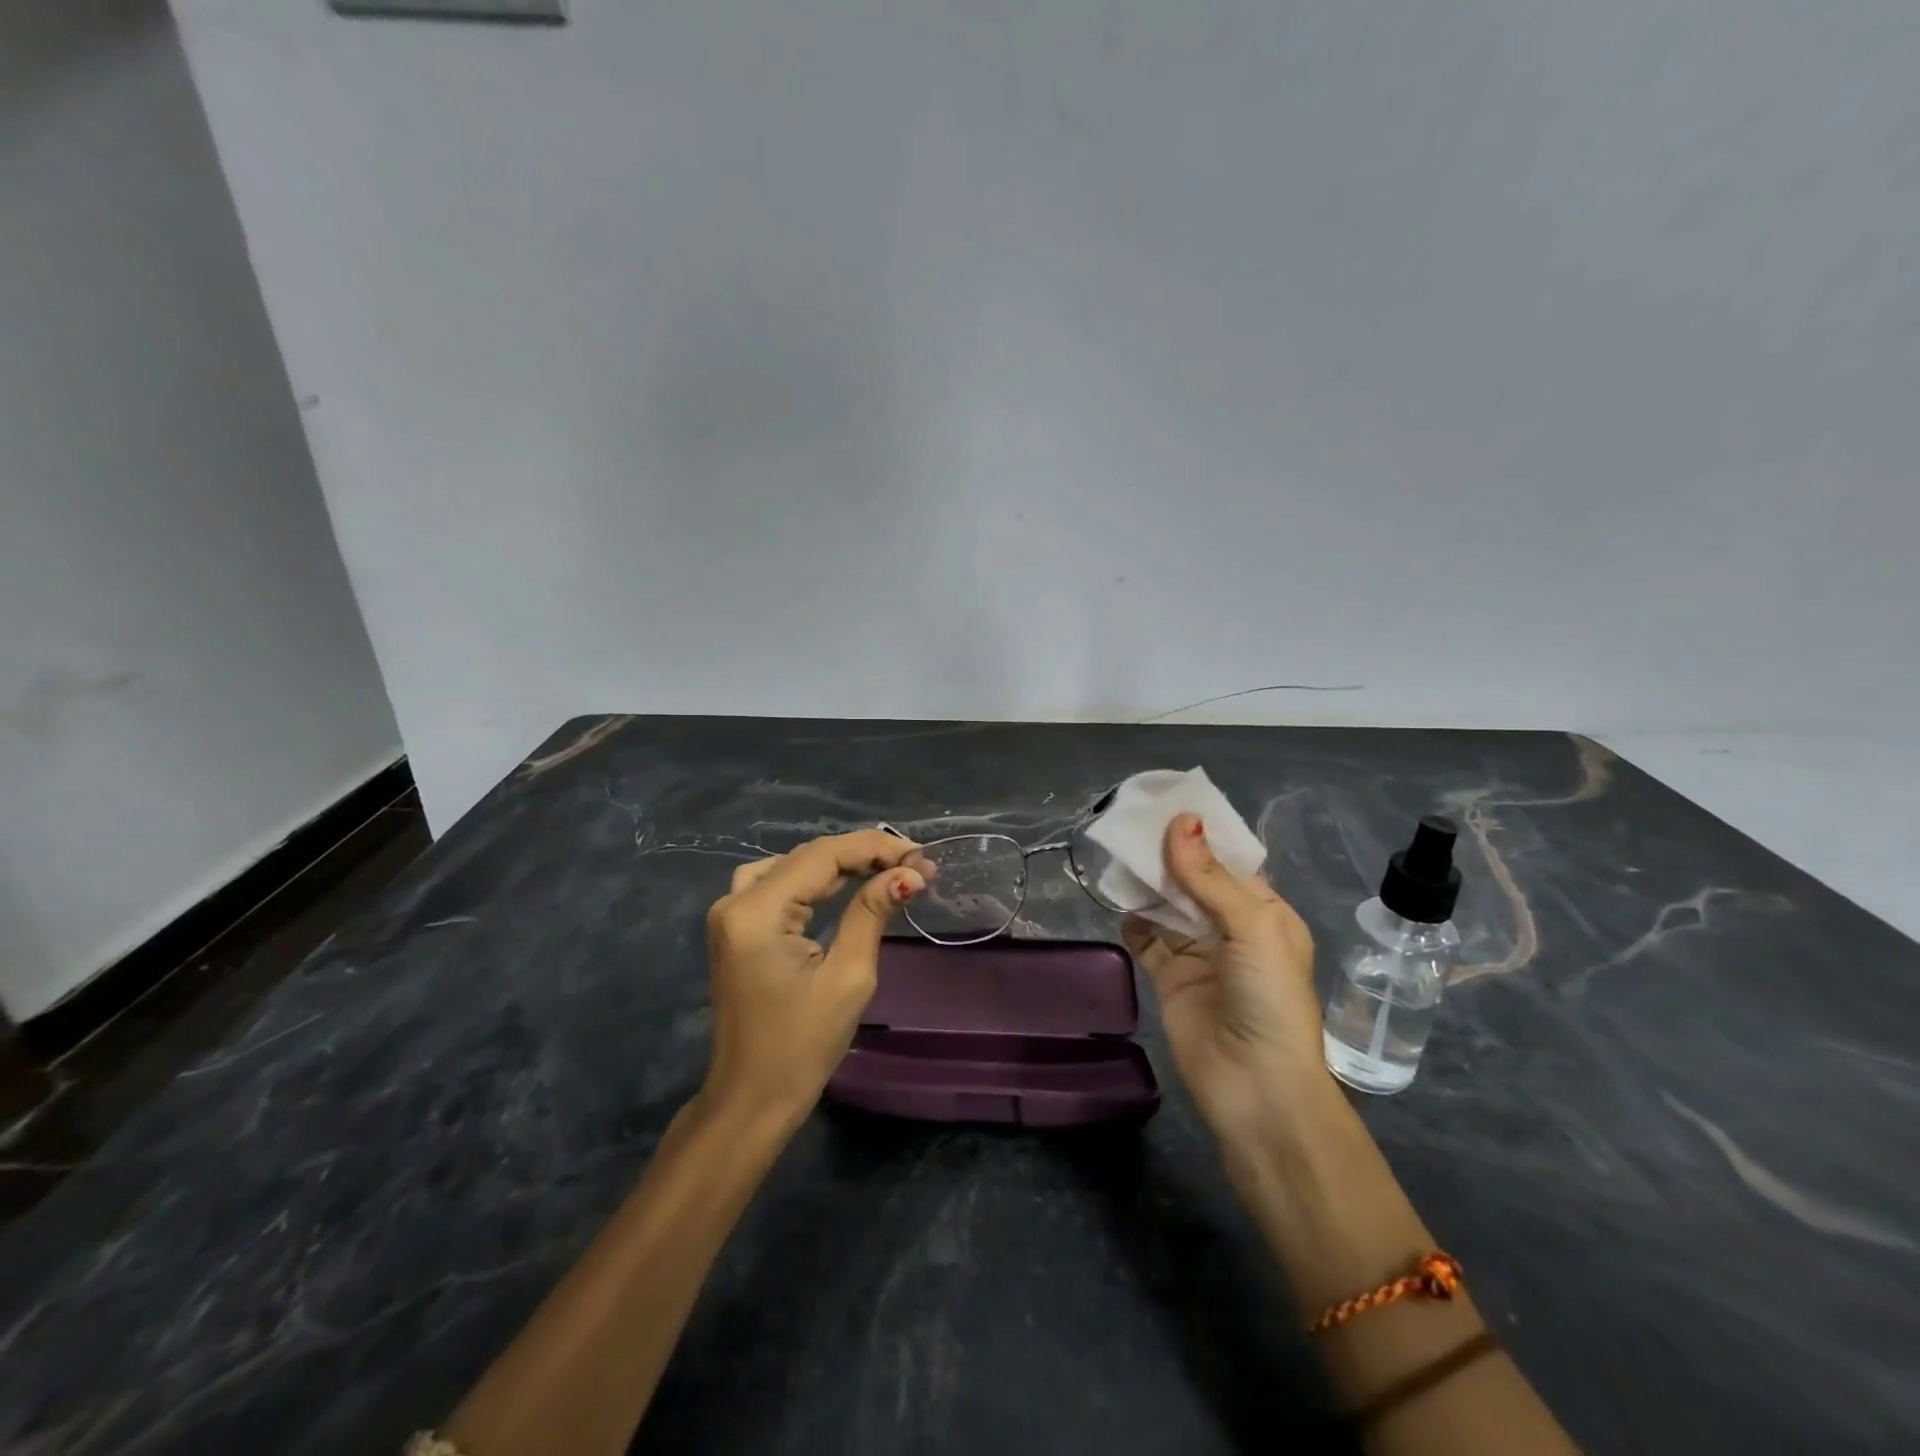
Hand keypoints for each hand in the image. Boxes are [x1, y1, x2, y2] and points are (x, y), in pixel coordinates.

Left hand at [701, 829, 924, 1127]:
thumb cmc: (802, 1046)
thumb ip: (872, 913)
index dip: (875, 848)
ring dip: (839, 862)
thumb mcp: (848, 977)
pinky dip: (813, 878)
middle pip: (807, 856)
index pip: (823, 856)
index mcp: (758, 911)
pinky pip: (777, 884)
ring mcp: (730, 913)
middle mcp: (735, 900)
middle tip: (913, 864)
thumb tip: (909, 874)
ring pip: (792, 865)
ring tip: (885, 868)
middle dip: (862, 855)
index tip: (921, 857)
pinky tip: (842, 882)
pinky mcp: (735, 928)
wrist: (751, 1099)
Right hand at [1123, 813, 1329, 1150]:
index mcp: (1264, 913)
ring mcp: (1198, 954)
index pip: (1229, 863)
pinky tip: (1116, 899)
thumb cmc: (1269, 998)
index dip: (1200, 835)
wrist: (1256, 1088)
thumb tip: (1181, 820)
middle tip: (1130, 822)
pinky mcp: (1170, 978)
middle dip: (1167, 855)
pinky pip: (1146, 939)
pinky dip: (1132, 919)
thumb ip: (1209, 877)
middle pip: (1193, 881)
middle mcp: (1231, 929)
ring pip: (1167, 906)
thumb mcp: (1252, 928)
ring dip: (1146, 883)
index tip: (1165, 804)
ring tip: (1117, 851)